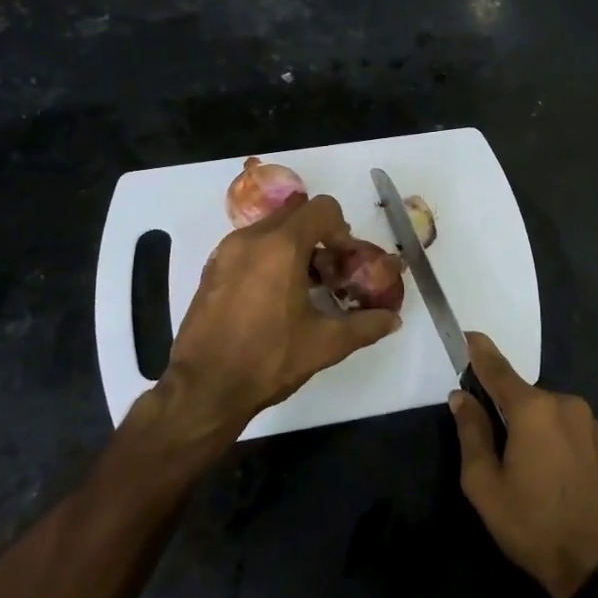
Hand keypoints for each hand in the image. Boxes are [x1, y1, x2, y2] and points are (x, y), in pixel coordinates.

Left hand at [154, 194, 399, 450]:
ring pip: (270, 230)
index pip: (322, 209)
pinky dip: (268, 259)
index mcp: (281, 246)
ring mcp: (225, 253)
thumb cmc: (269, 359)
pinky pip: (248, 247)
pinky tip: (274, 299)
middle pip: (296, 214)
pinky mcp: (211, 270)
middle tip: (329, 273)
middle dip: (319, 237)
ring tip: (304, 288)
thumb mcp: (326, 344)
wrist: (204, 388)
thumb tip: (393, 319)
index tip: (345, 263)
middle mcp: (251, 239)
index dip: (342, 231)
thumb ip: (365, 325)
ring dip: (293, 247)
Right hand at [451, 333, 597, 597]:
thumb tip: (461, 397)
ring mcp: (589, 422)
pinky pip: (566, 427)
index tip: (467, 336)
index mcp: (534, 409)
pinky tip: (548, 472)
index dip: (479, 352)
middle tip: (488, 443)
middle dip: (503, 408)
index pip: (498, 369)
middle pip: (522, 395)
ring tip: (521, 468)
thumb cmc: (533, 525)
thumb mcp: (484, 485)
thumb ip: (471, 433)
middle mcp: (565, 403)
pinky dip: (550, 436)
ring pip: (545, 412)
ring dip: (529, 426)